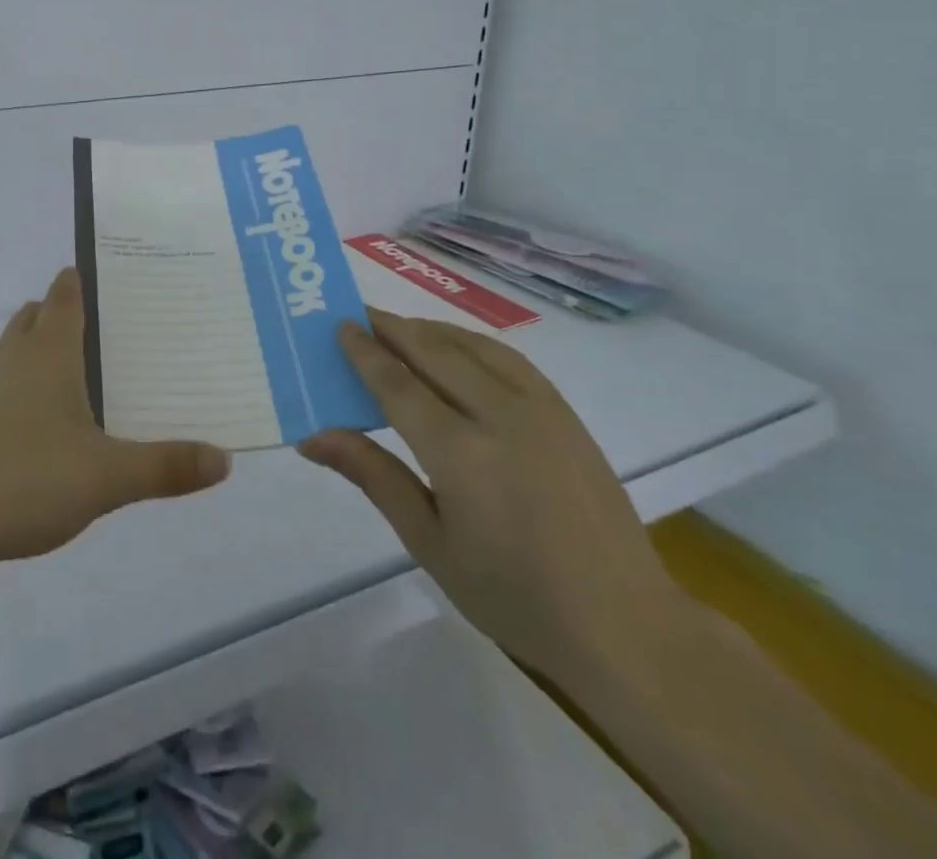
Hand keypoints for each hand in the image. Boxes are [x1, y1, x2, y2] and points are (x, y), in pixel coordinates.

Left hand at [0, 268, 230, 574]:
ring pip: (11, 353)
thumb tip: (225, 460)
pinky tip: (34, 436)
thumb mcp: (106, 478)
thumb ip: (165, 467)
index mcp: (48, 352)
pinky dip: (16, 395)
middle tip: (102, 332)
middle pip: (35, 317)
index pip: (66, 295)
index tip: (106, 276)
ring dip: (37, 355)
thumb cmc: (20, 479)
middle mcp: (11, 357)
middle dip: (61, 315)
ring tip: (74, 383)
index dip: (82, 280)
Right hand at [300, 309, 687, 686]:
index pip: (398, 383)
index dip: (364, 351)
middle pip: (432, 351)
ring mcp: (539, 408)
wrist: (623, 625)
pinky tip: (454, 347)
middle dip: (390, 327)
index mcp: (461, 453)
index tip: (338, 326)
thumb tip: (313, 436)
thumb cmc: (513, 596)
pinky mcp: (564, 412)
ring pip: (470, 345)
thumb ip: (373, 476)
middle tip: (356, 313)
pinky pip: (506, 357)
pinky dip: (468, 341)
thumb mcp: (429, 543)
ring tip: (396, 326)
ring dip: (427, 329)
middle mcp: (500, 415)